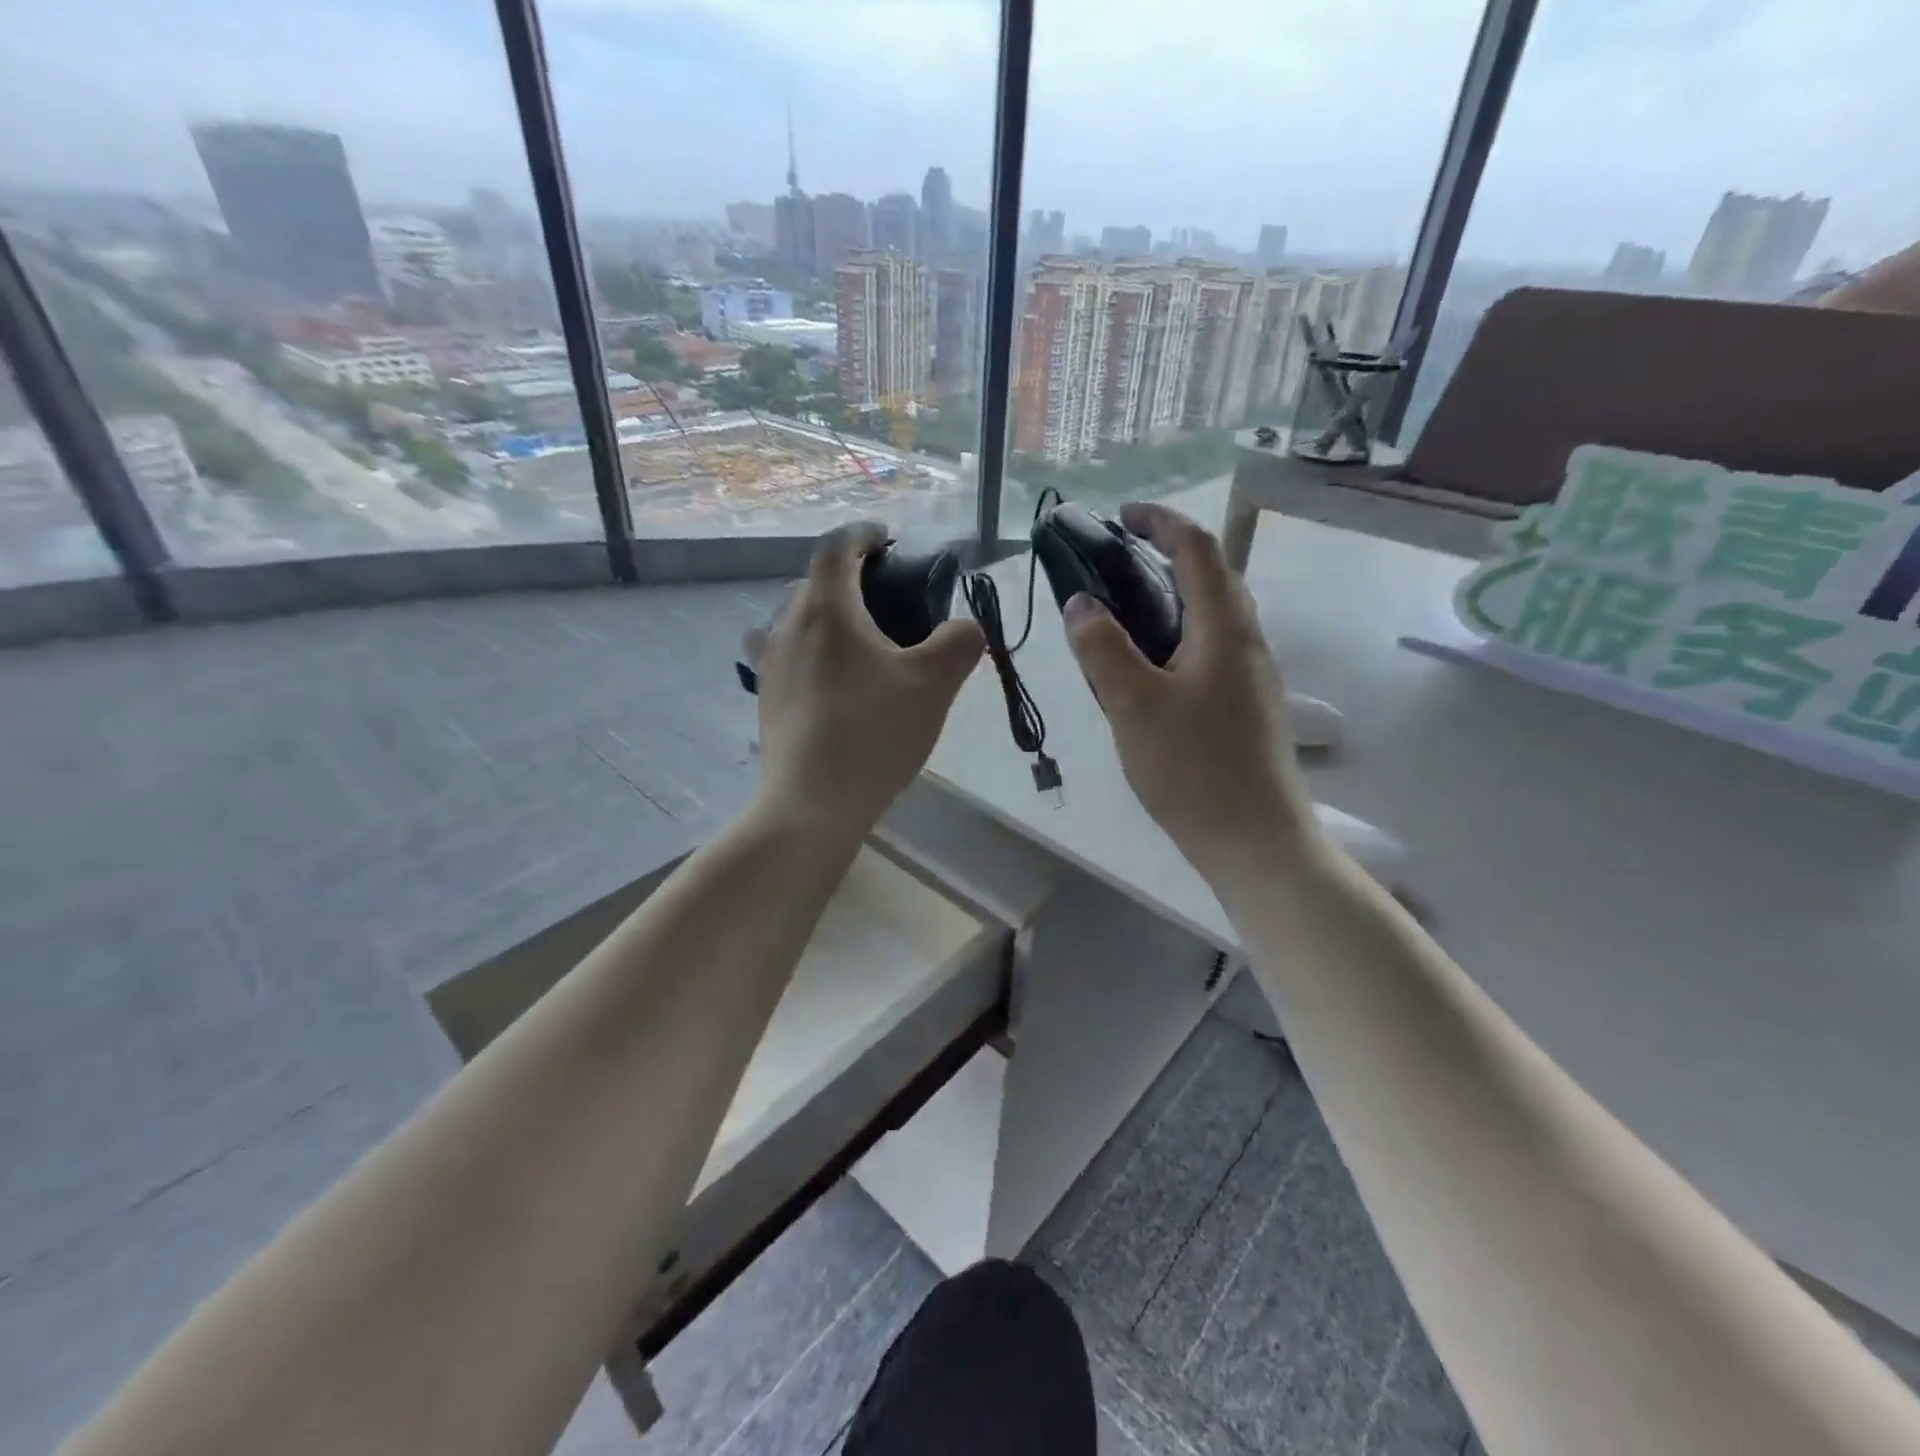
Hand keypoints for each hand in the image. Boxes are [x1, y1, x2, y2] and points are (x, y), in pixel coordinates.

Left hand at [746, 522, 984, 834]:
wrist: (812, 803)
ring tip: (860, 640)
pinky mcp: (765, 697)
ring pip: (795, 618)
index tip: (889, 539)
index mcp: (827, 609)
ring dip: (826, 615)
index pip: (838, 547)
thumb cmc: (874, 733)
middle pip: (814, 582)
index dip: (865, 535)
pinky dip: (812, 649)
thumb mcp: (934, 684)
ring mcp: (769, 663)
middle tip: (886, 597)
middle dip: (848, 577)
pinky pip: (787, 653)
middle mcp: (787, 625)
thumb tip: (966, 627)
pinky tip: (836, 680)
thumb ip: (960, 642)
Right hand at [1062, 503, 1317, 877]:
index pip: (1197, 548)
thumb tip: (1080, 603)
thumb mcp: (1132, 705)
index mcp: (1225, 628)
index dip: (1159, 522)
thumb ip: (1102, 648)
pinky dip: (1178, 635)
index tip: (1119, 518)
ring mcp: (1253, 676)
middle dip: (1165, 556)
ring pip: (1213, 616)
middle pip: (1212, 576)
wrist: (1255, 840)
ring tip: (1122, 614)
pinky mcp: (1247, 706)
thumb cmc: (1193, 768)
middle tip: (1113, 566)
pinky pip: (1211, 649)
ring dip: (1172, 597)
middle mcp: (1248, 641)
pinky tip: (1147, 670)